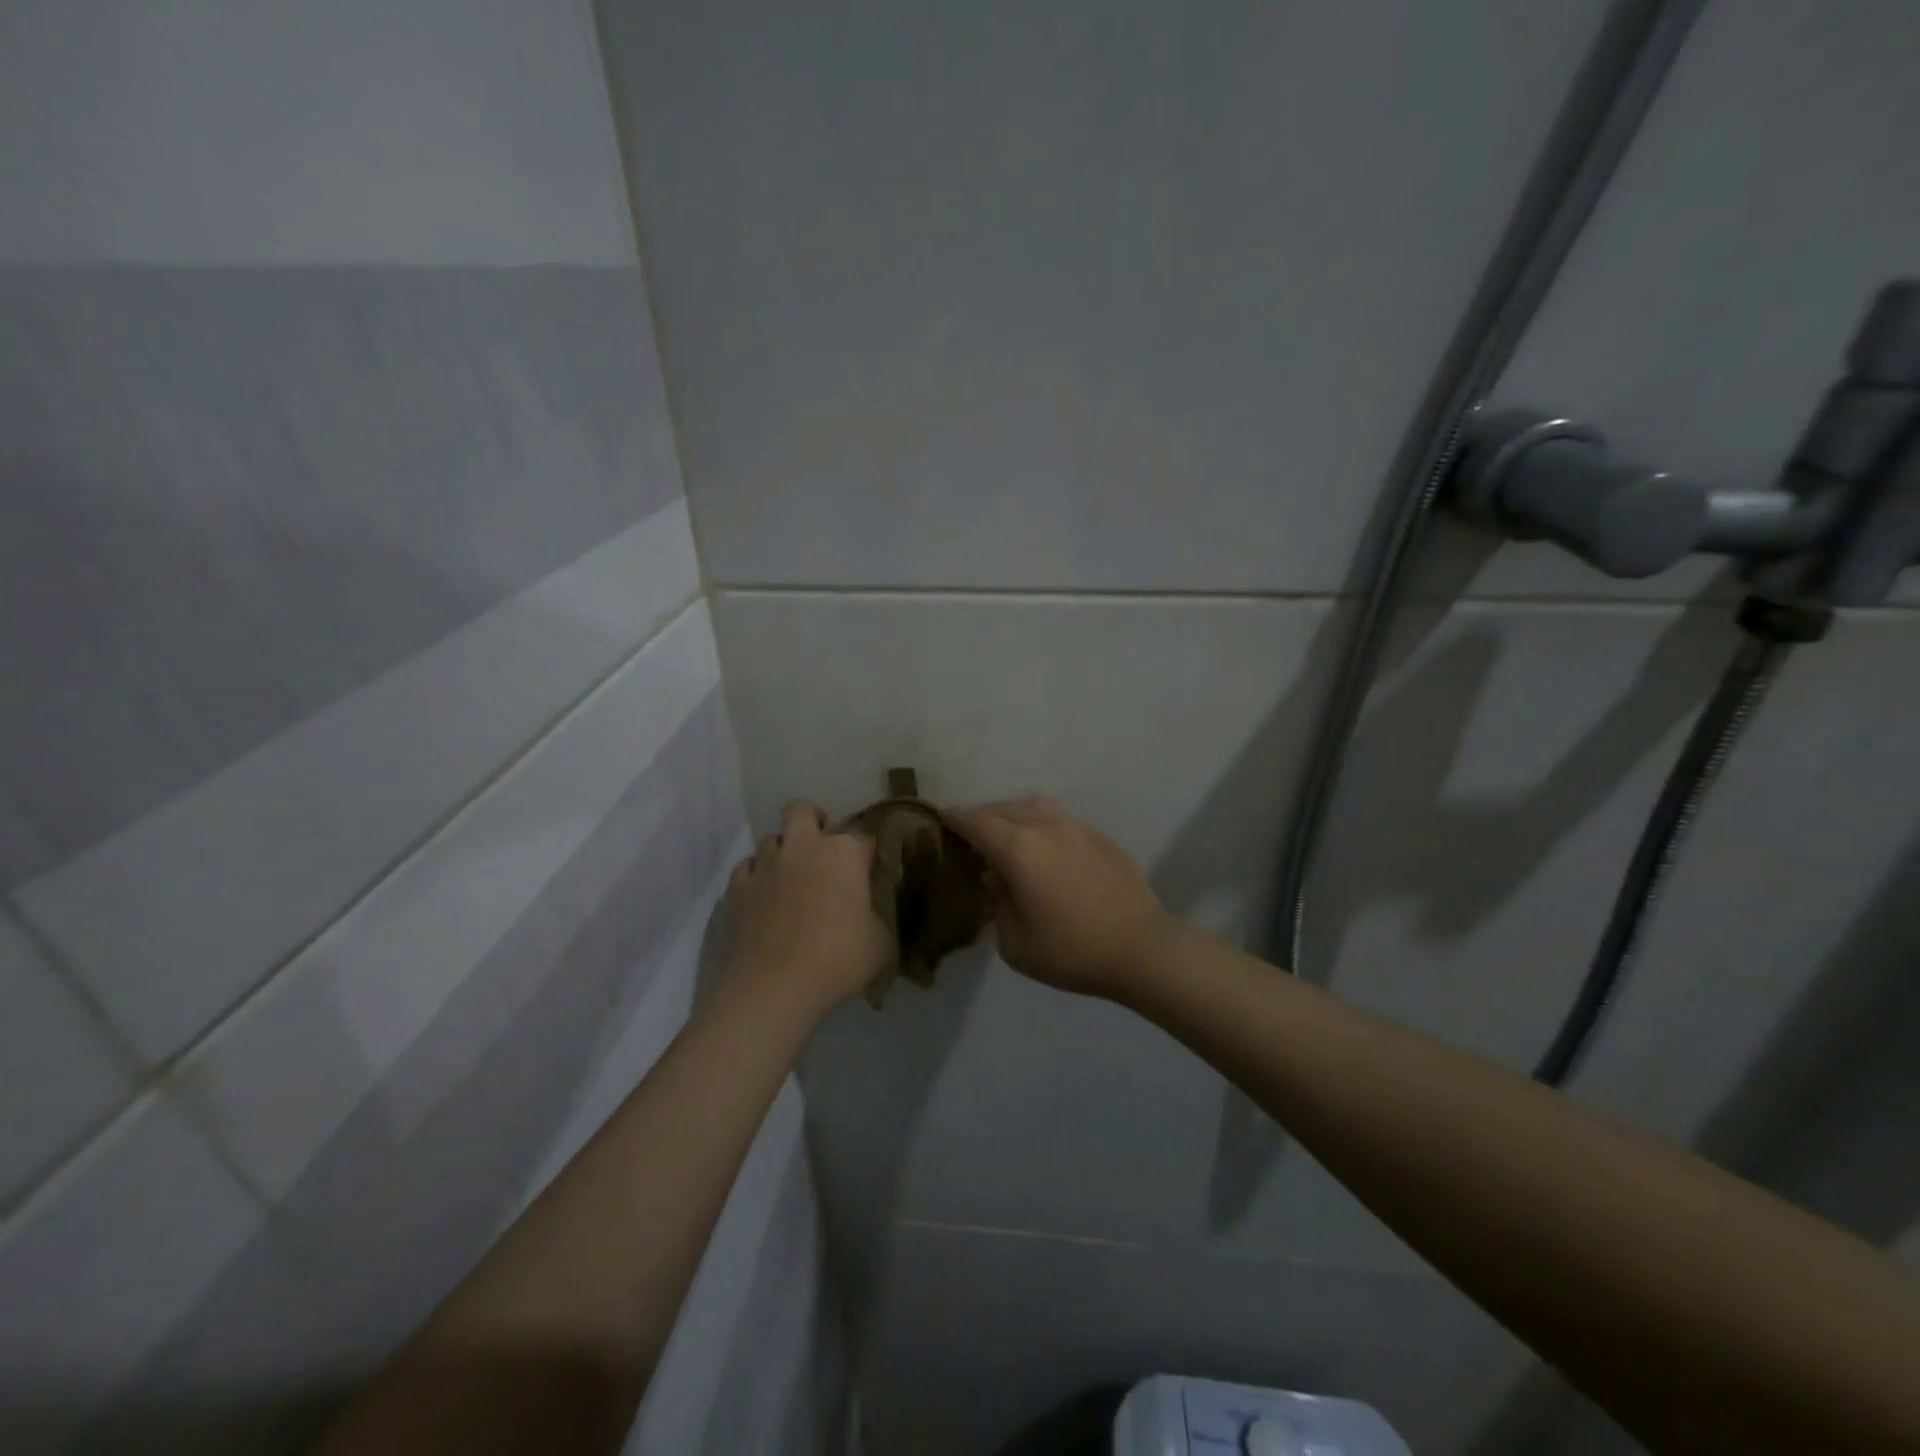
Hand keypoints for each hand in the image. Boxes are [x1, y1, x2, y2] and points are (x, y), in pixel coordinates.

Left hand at [725, 801, 891, 1018]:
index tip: (869, 872)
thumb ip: (879, 916)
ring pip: (771, 838)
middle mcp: (803, 847)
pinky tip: (763, 897)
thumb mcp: (881, 943)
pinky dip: (756, 876)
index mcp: (843, 854)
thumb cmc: (837, 962)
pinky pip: (746, 868)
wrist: (773, 990)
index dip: (867, 854)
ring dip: (783, 852)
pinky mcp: (736, 888)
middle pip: (803, 811)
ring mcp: (765, 865)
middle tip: (821, 851)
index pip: (863, 837)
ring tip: (790, 878)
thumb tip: (871, 912)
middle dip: (813, 822)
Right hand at [943, 797, 1176, 999]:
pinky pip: (1058, 821)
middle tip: (969, 836)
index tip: (938, 818)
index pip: (975, 822)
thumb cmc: (1072, 951)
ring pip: (1033, 807)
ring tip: (1006, 838)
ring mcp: (1076, 827)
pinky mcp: (1099, 836)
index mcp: (1018, 848)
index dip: (953, 818)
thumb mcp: (1014, 942)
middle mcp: (1045, 826)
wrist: (1142, 948)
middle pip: (1002, 809)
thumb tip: (997, 881)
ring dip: (1012, 816)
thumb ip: (997, 904)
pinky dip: (1040, 827)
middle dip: (981, 818)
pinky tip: (1044, 851)